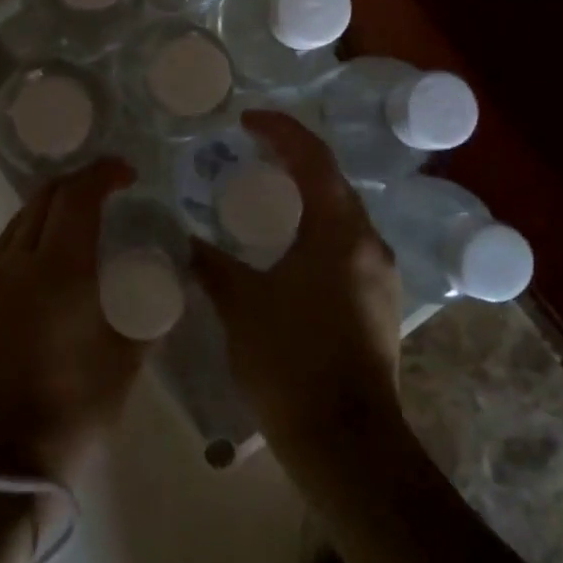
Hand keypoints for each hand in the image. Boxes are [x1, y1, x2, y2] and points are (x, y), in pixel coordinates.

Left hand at [0, 158, 145, 487]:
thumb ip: (147, 314)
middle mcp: (15, 263)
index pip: (78, 195)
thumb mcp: (126, 360)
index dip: (102, 173)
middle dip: (75, 185)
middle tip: (103, 194)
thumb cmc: (74, 410)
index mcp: (59, 269)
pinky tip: (39, 276)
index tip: (125, 173)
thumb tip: (164, 289)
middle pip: (42, 199)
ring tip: (73, 230)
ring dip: (47, 214)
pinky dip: (25, 247)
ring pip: (16, 226)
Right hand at [191, 111, 404, 466]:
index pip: (313, 158)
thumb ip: (209, 263)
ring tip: (265, 193)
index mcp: (339, 233)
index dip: (280, 130)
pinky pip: (345, 245)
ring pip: (342, 215)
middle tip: (252, 151)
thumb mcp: (240, 304)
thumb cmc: (290, 362)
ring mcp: (380, 276)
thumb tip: (182, 240)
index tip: (246, 119)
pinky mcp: (378, 303)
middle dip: (295, 158)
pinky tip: (287, 247)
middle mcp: (368, 244)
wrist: (346, 443)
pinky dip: (315, 228)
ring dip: (307, 195)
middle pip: (333, 182)